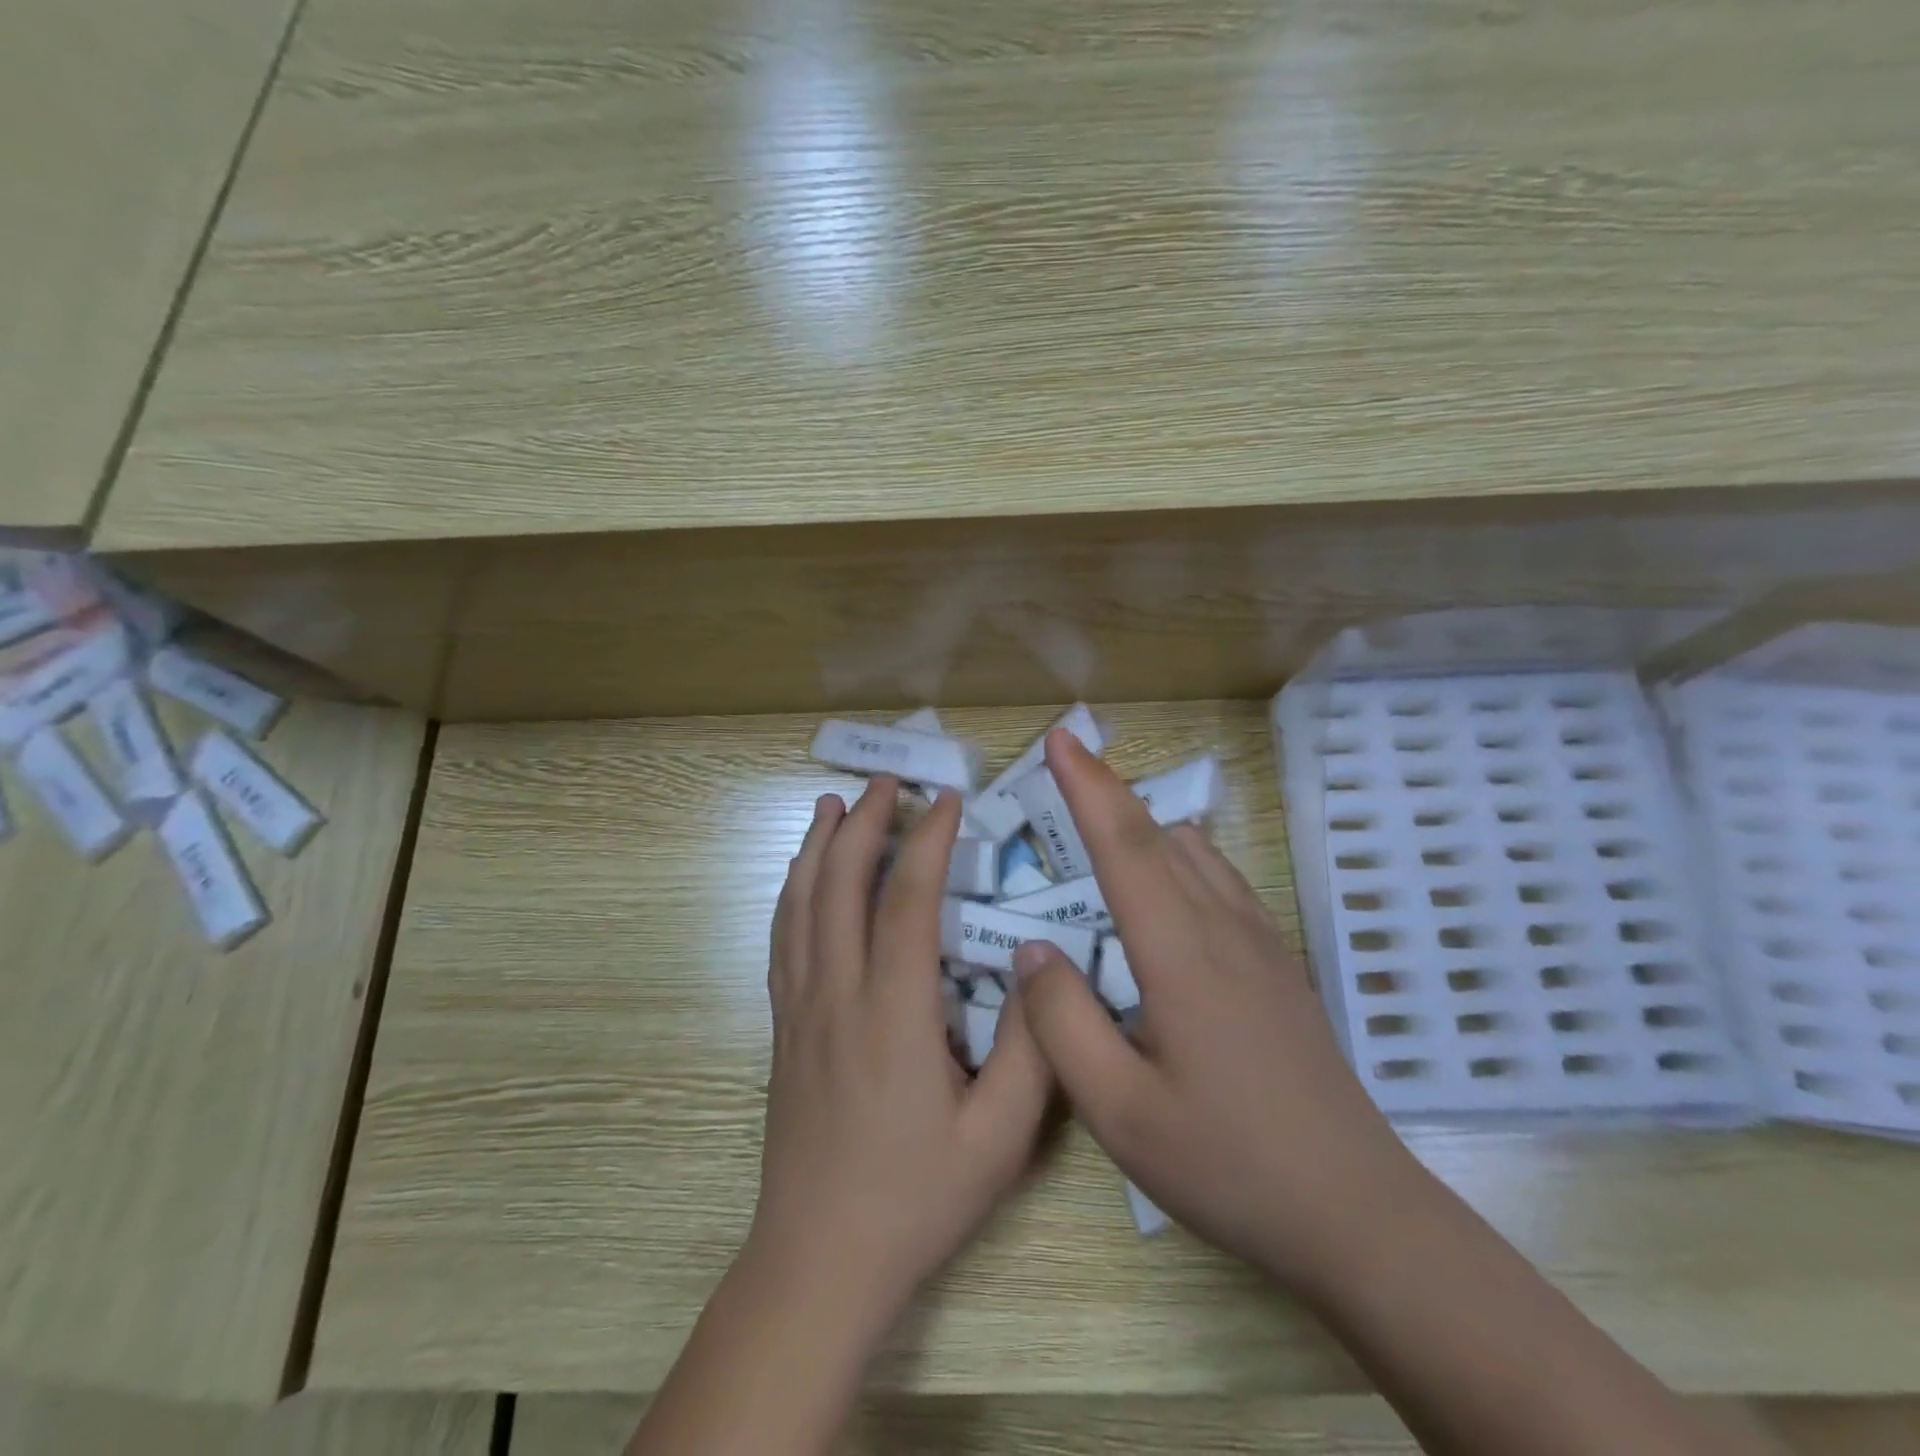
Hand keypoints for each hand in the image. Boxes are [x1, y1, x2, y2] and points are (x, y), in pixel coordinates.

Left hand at [748, 776, 1052, 1336]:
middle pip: (841, 884)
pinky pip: (781, 939)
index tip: (947, 800)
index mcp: (894, 1014)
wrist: (819, 1259)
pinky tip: (801, 874)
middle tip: (887, 782)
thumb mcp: (999, 1137)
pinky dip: (792, 891)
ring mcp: (800, 1008)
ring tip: (833, 804)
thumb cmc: (915, 1198)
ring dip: (818, 846)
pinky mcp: (782, 1026)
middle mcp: (838, 994)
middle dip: (864, 823)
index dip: (928, 841)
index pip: (907, 901)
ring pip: (801, 904)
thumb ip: (1027, 1049)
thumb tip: (1034, 969)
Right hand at [1012, 731, 1425, 1289]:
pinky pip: (1222, 880)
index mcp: (1181, 954)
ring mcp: (1262, 942)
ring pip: (1196, 852)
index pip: (1124, 846)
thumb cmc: (1229, 1164)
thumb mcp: (1120, 1112)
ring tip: (1102, 829)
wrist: (1357, 1213)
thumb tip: (1033, 950)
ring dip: (1145, 825)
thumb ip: (1063, 1024)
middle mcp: (1224, 928)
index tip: (1060, 739)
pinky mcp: (1280, 964)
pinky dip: (1182, 856)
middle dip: (1107, 791)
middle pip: (1158, 834)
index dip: (1088, 786)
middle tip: (1065, 768)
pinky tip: (1170, 886)